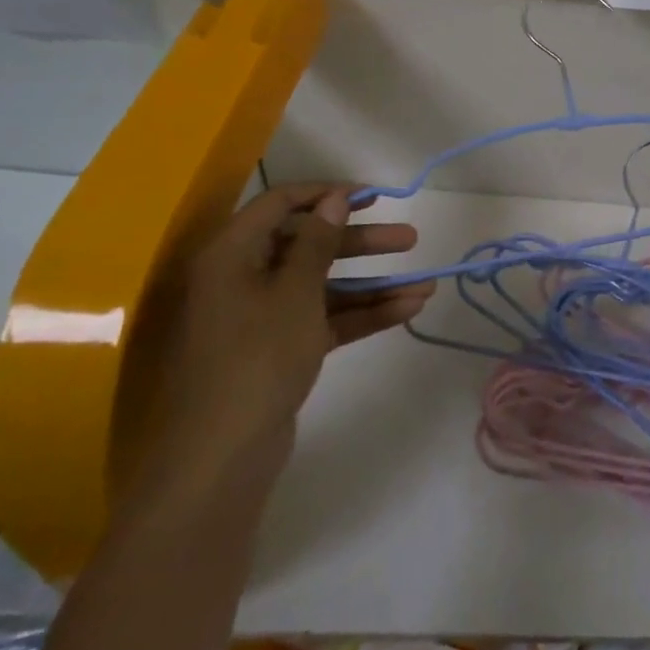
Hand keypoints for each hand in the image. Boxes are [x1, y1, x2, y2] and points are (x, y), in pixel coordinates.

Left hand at [126, 183, 434, 504]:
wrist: (223, 455)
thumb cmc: (257, 356)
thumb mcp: (295, 291)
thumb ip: (318, 242)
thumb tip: (333, 199)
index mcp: (232, 254)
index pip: (280, 203)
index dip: (326, 194)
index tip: (373, 196)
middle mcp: (244, 278)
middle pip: (308, 245)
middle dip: (362, 242)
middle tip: (409, 238)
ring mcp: (262, 317)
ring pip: (323, 285)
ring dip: (372, 283)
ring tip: (426, 283)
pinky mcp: (279, 349)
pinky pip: (324, 319)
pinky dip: (362, 314)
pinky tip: (407, 310)